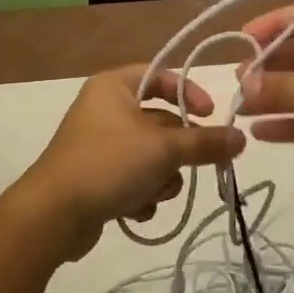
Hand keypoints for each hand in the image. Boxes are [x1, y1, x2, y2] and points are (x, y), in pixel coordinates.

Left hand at [22, 66, 244, 257]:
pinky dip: (140, 194)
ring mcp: (99, 145)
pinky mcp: (97, 178)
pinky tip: (134, 209)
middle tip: (193, 166)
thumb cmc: (108, 164)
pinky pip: (134, 179)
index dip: (189, 93)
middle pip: (160, 122)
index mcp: (114, 87)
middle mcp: (105, 110)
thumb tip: (241, 139)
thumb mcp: (163, 149)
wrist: (53, 215)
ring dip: (160, 178)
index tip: (211, 116)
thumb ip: (205, 142)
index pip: (161, 77)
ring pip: (151, 156)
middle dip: (176, 151)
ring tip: (152, 193)